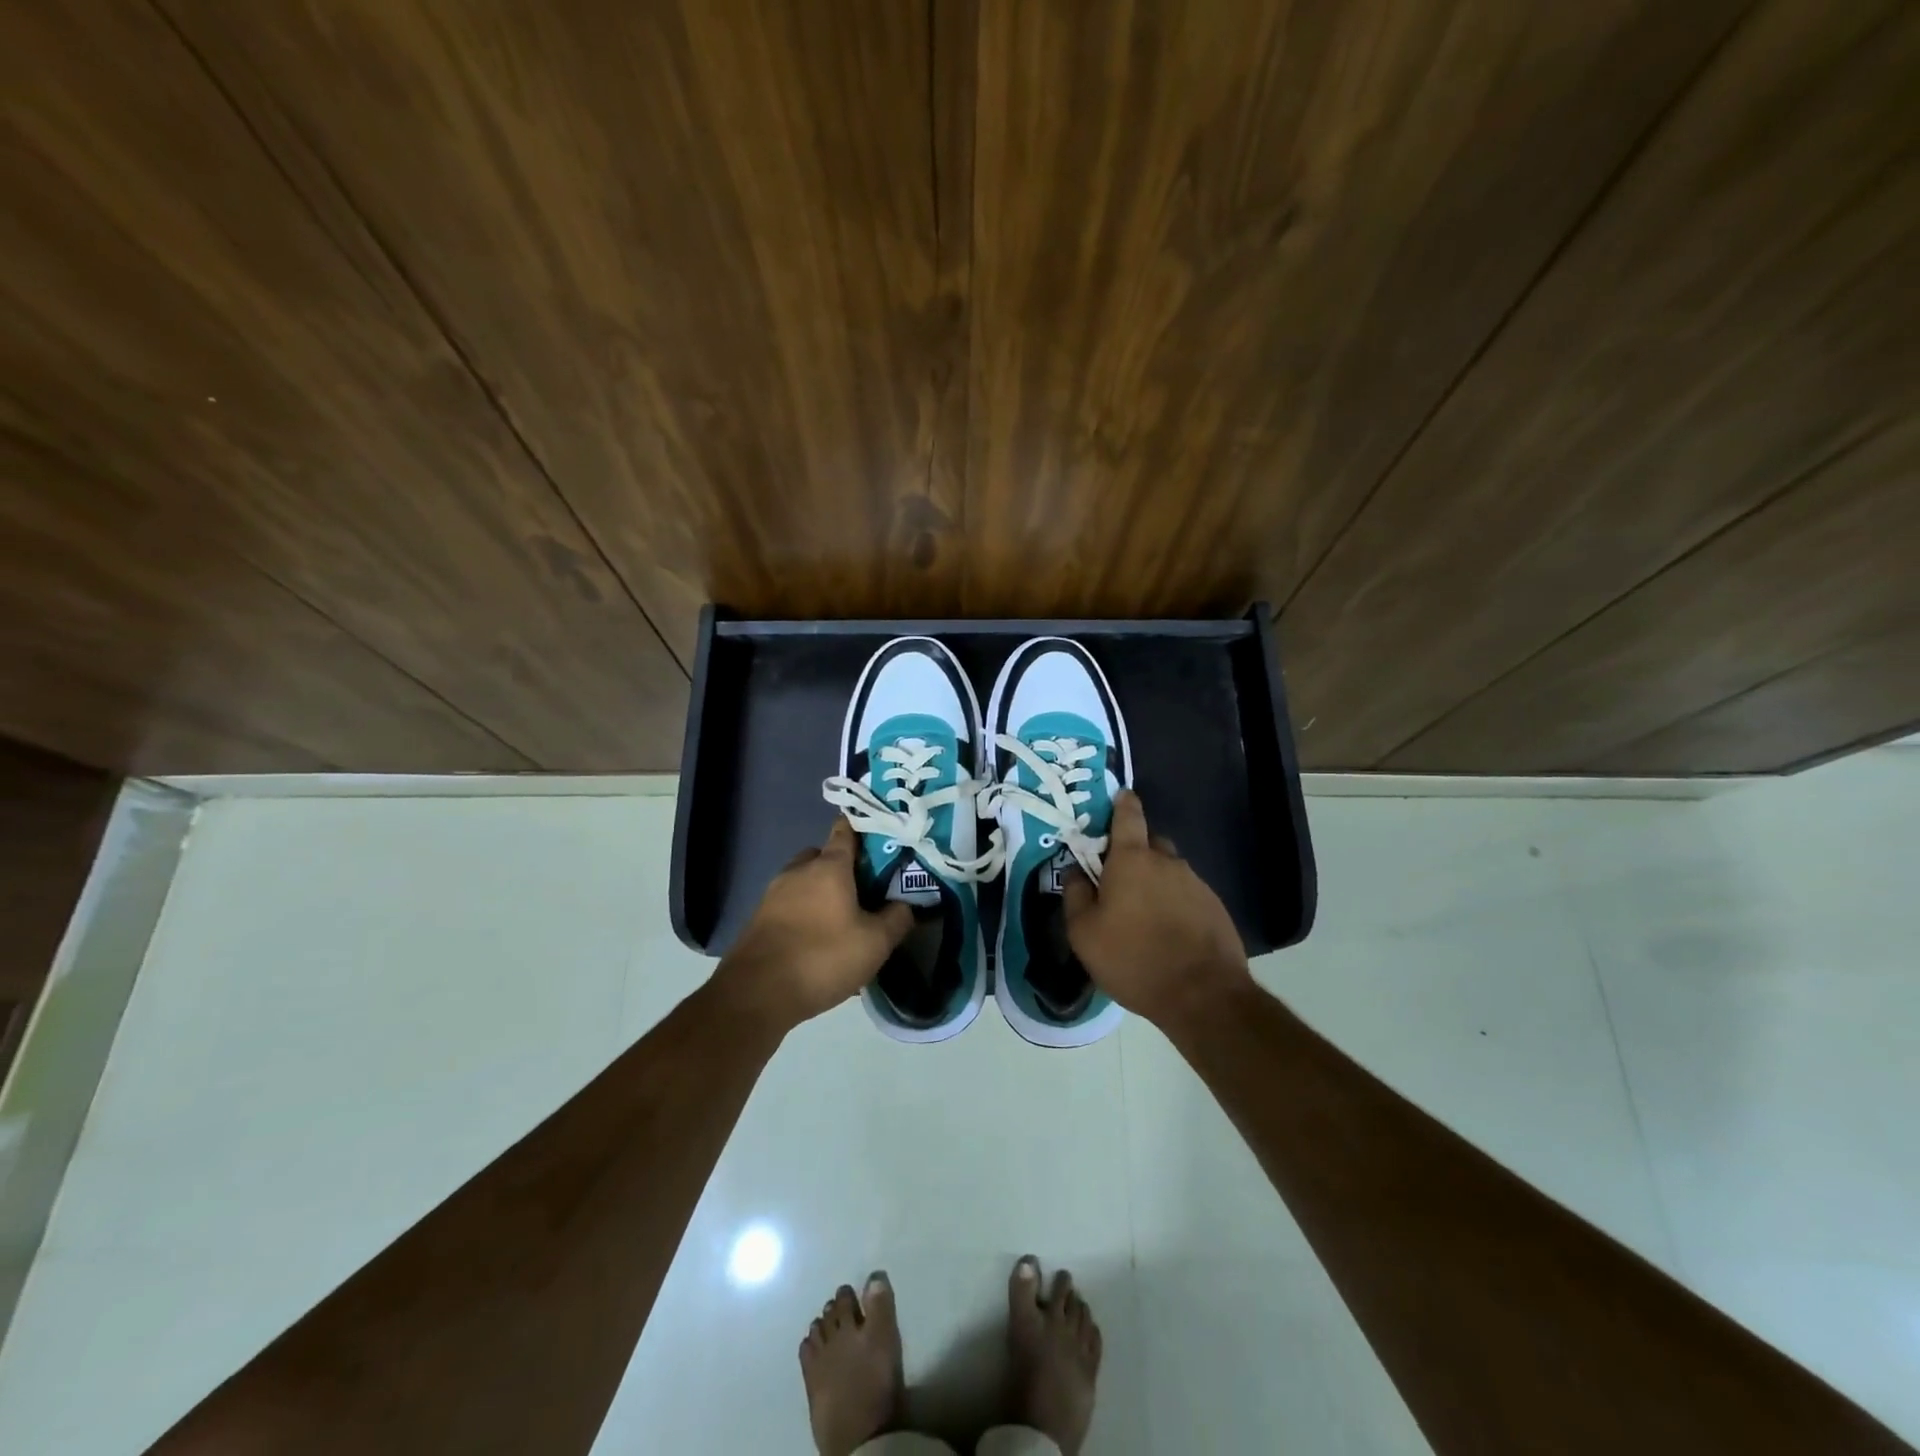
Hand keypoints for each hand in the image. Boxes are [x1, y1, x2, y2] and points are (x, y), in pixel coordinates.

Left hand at [715, 818, 914, 1032]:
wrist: (756, 993)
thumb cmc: (823, 957)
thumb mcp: (876, 942)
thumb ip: (897, 918)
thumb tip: (907, 904)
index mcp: (829, 866)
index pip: (846, 830)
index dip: (864, 831)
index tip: (882, 841)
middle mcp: (798, 871)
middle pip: (823, 856)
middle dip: (843, 868)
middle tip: (865, 892)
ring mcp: (774, 893)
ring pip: (805, 882)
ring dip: (822, 894)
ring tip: (843, 922)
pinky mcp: (759, 918)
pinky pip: (790, 906)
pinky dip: (805, 915)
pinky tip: (818, 944)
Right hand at [1063, 791, 1253, 1029]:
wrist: (1203, 995)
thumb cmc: (1133, 958)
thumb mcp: (1084, 933)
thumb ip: (1075, 894)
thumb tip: (1076, 870)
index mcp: (1132, 859)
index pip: (1128, 816)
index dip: (1123, 803)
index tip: (1120, 796)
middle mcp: (1167, 862)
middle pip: (1149, 843)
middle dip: (1134, 852)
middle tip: (1118, 878)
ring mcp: (1195, 883)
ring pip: (1169, 870)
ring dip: (1155, 881)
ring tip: (1142, 914)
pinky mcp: (1215, 907)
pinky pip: (1187, 894)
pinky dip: (1174, 903)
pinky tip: (1167, 931)